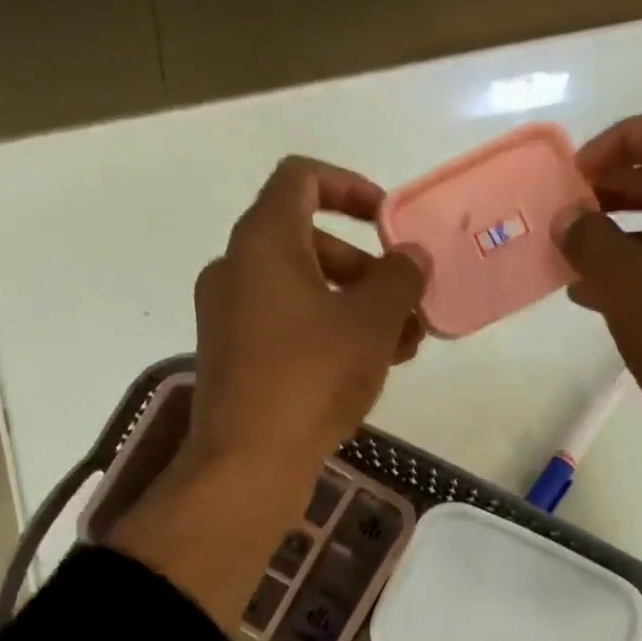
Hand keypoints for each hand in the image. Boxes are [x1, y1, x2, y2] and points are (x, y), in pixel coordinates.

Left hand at [106, 157, 429, 631]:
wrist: (249, 461)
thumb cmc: (311, 377)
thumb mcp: (371, 323)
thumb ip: (399, 279)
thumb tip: (412, 255)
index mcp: (263, 241)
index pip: (302, 179)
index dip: (351, 188)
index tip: (388, 222)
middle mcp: (236, 268)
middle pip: (309, 243)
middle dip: (367, 270)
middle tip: (407, 306)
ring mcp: (229, 316)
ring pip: (302, 293)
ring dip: (355, 309)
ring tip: (402, 348)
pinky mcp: (234, 358)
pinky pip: (287, 328)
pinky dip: (327, 335)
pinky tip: (366, 371)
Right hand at [554, 105, 641, 552]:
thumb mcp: (629, 286)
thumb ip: (591, 241)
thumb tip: (568, 218)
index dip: (624, 138)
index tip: (580, 176)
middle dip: (616, 187)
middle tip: (571, 213)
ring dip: (619, 234)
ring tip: (571, 257)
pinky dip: (634, 273)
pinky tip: (591, 299)